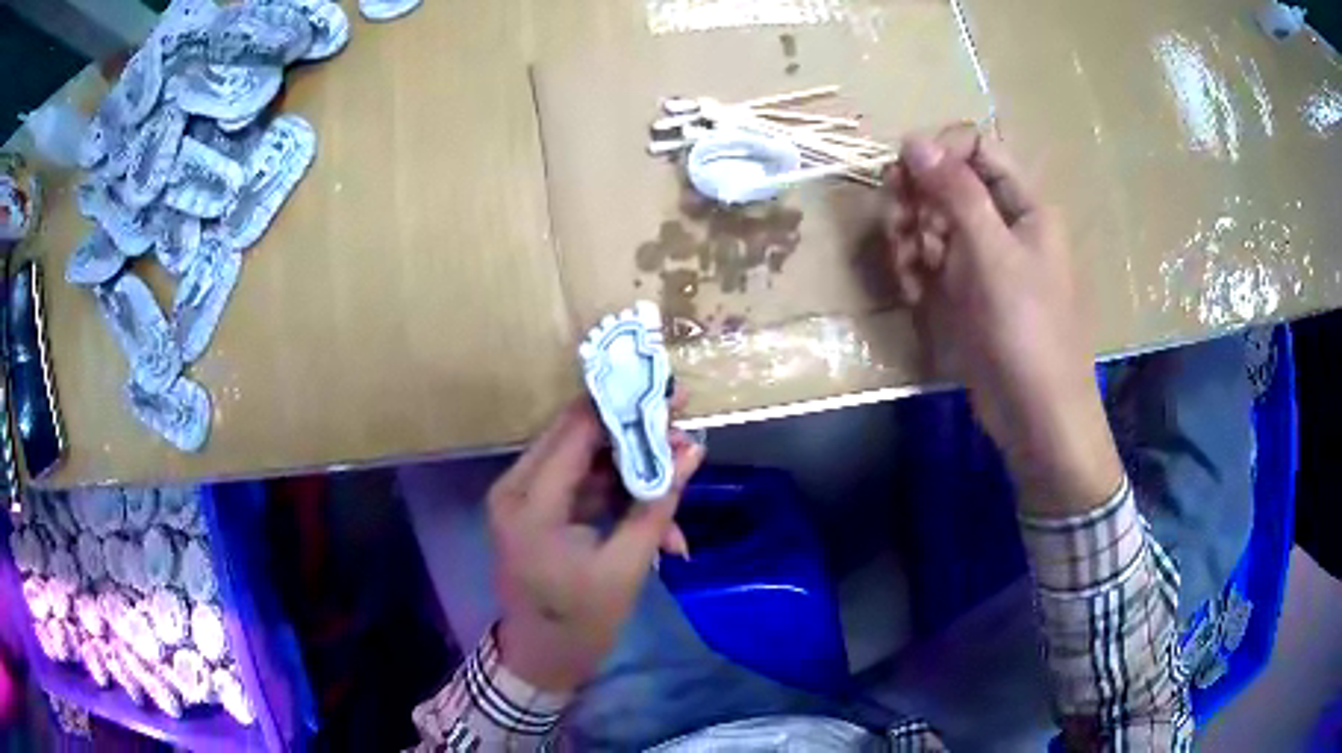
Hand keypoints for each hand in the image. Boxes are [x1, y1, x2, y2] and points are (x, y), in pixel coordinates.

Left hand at [488, 398, 703, 691]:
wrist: (542, 660)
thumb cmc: (579, 622)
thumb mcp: (626, 566)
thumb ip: (658, 504)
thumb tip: (693, 450)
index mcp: (529, 502)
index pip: (577, 430)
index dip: (625, 408)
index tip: (672, 397)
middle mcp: (516, 487)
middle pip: (578, 436)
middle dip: (634, 434)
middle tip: (683, 432)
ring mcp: (524, 497)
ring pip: (585, 459)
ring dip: (632, 470)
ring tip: (678, 484)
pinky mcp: (537, 509)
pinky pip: (582, 485)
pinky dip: (618, 495)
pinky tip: (658, 519)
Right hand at [883, 124, 1121, 512]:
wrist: (1036, 415)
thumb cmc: (1028, 331)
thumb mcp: (993, 255)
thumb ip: (955, 192)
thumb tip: (913, 139)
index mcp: (1023, 204)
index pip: (976, 146)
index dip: (939, 152)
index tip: (906, 177)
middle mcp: (1002, 222)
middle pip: (946, 181)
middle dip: (915, 200)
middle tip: (899, 230)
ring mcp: (982, 258)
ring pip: (931, 220)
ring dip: (908, 237)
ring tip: (907, 273)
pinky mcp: (965, 290)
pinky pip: (930, 259)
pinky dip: (915, 270)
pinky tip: (914, 294)